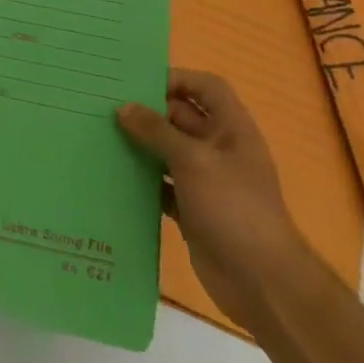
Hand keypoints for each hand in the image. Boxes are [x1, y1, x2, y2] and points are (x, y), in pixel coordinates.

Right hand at [117, 69, 314, 330]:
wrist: (262, 283)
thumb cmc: (233, 208)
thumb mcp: (193, 160)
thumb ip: (156, 131)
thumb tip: (124, 108)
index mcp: (231, 130)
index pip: (206, 88)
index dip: (178, 79)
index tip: (139, 84)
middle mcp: (219, 149)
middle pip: (180, 117)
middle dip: (148, 111)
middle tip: (106, 106)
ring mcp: (205, 181)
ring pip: (167, 151)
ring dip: (140, 145)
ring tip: (102, 135)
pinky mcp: (192, 209)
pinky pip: (161, 184)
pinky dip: (142, 179)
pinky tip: (114, 174)